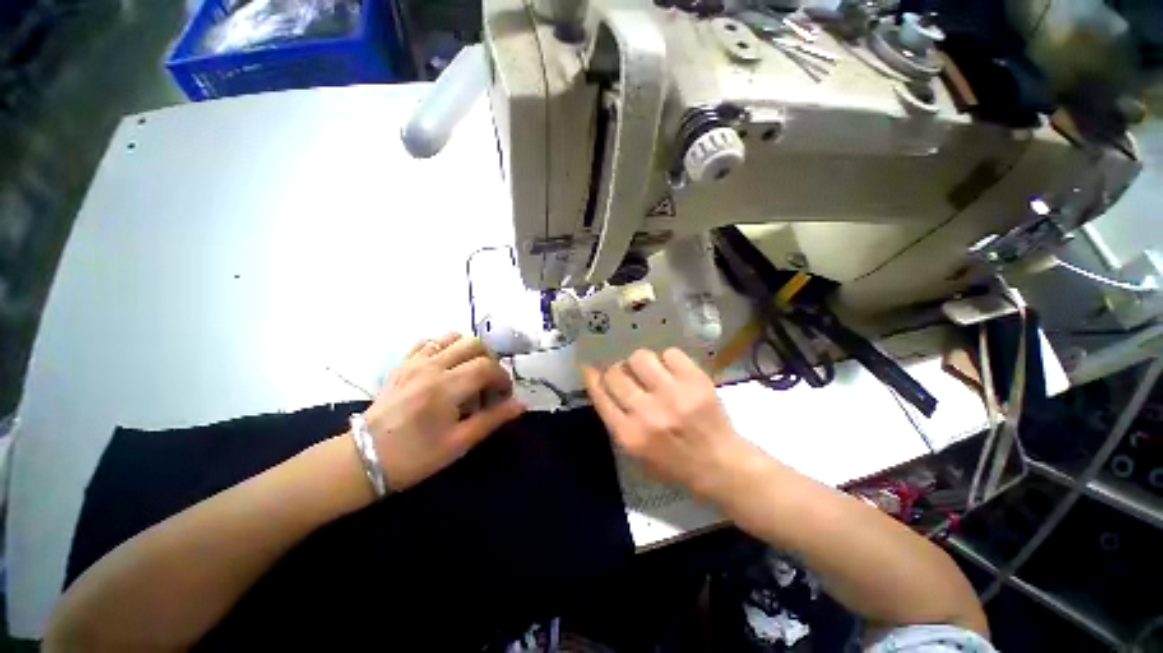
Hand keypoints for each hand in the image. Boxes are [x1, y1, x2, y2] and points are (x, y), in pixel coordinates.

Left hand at [364, 333, 524, 490]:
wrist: (363, 459)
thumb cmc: (414, 457)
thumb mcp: (458, 443)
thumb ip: (492, 419)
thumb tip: (521, 405)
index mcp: (446, 388)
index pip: (487, 367)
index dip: (503, 379)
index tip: (504, 395)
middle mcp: (431, 367)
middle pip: (474, 344)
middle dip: (490, 360)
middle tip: (489, 383)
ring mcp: (414, 362)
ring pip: (452, 337)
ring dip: (469, 350)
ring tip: (470, 371)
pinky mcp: (403, 363)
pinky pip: (428, 341)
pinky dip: (444, 347)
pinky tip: (446, 365)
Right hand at [582, 348, 749, 499]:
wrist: (720, 465)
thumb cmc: (674, 463)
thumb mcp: (635, 453)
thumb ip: (616, 420)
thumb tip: (603, 383)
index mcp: (629, 434)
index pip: (600, 395)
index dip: (591, 377)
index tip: (589, 367)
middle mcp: (648, 413)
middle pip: (616, 373)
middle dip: (618, 371)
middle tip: (629, 375)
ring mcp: (673, 394)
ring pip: (640, 357)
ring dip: (641, 363)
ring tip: (651, 371)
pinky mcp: (696, 381)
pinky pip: (670, 353)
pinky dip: (669, 360)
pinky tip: (673, 372)